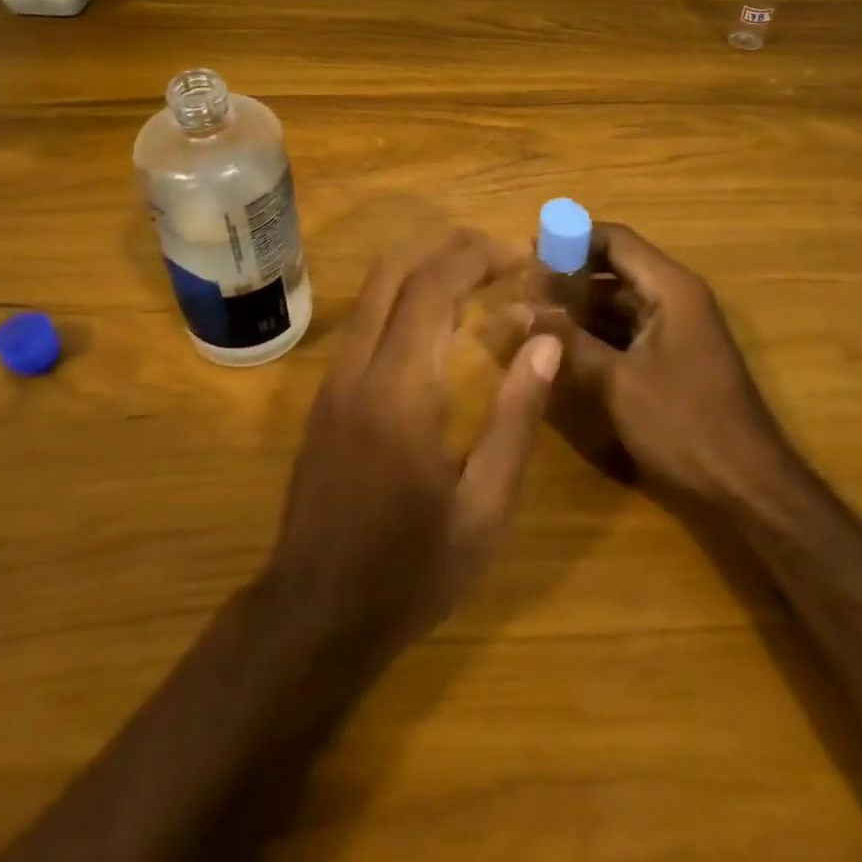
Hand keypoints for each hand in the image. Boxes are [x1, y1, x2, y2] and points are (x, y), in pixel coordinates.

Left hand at [264, 228, 563, 657]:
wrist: (315, 614)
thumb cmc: (411, 570)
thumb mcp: (484, 508)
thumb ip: (517, 419)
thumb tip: (546, 344)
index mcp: (399, 391)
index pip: (432, 288)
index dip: (477, 257)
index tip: (520, 256)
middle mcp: (357, 369)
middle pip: (392, 270)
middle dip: (448, 247)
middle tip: (500, 255)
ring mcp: (332, 379)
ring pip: (372, 291)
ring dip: (424, 267)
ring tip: (478, 277)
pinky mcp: (325, 395)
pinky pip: (365, 321)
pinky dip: (404, 297)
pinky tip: (439, 321)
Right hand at [532, 223, 794, 506]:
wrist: (747, 487)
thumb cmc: (684, 425)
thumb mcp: (616, 382)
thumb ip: (566, 340)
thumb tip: (517, 309)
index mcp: (670, 288)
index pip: (614, 239)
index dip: (570, 239)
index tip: (527, 253)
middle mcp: (675, 297)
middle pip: (614, 267)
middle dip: (568, 275)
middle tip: (522, 289)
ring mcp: (676, 327)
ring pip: (617, 300)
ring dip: (578, 305)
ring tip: (532, 315)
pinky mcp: (671, 355)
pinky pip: (626, 327)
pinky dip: (595, 330)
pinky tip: (561, 344)